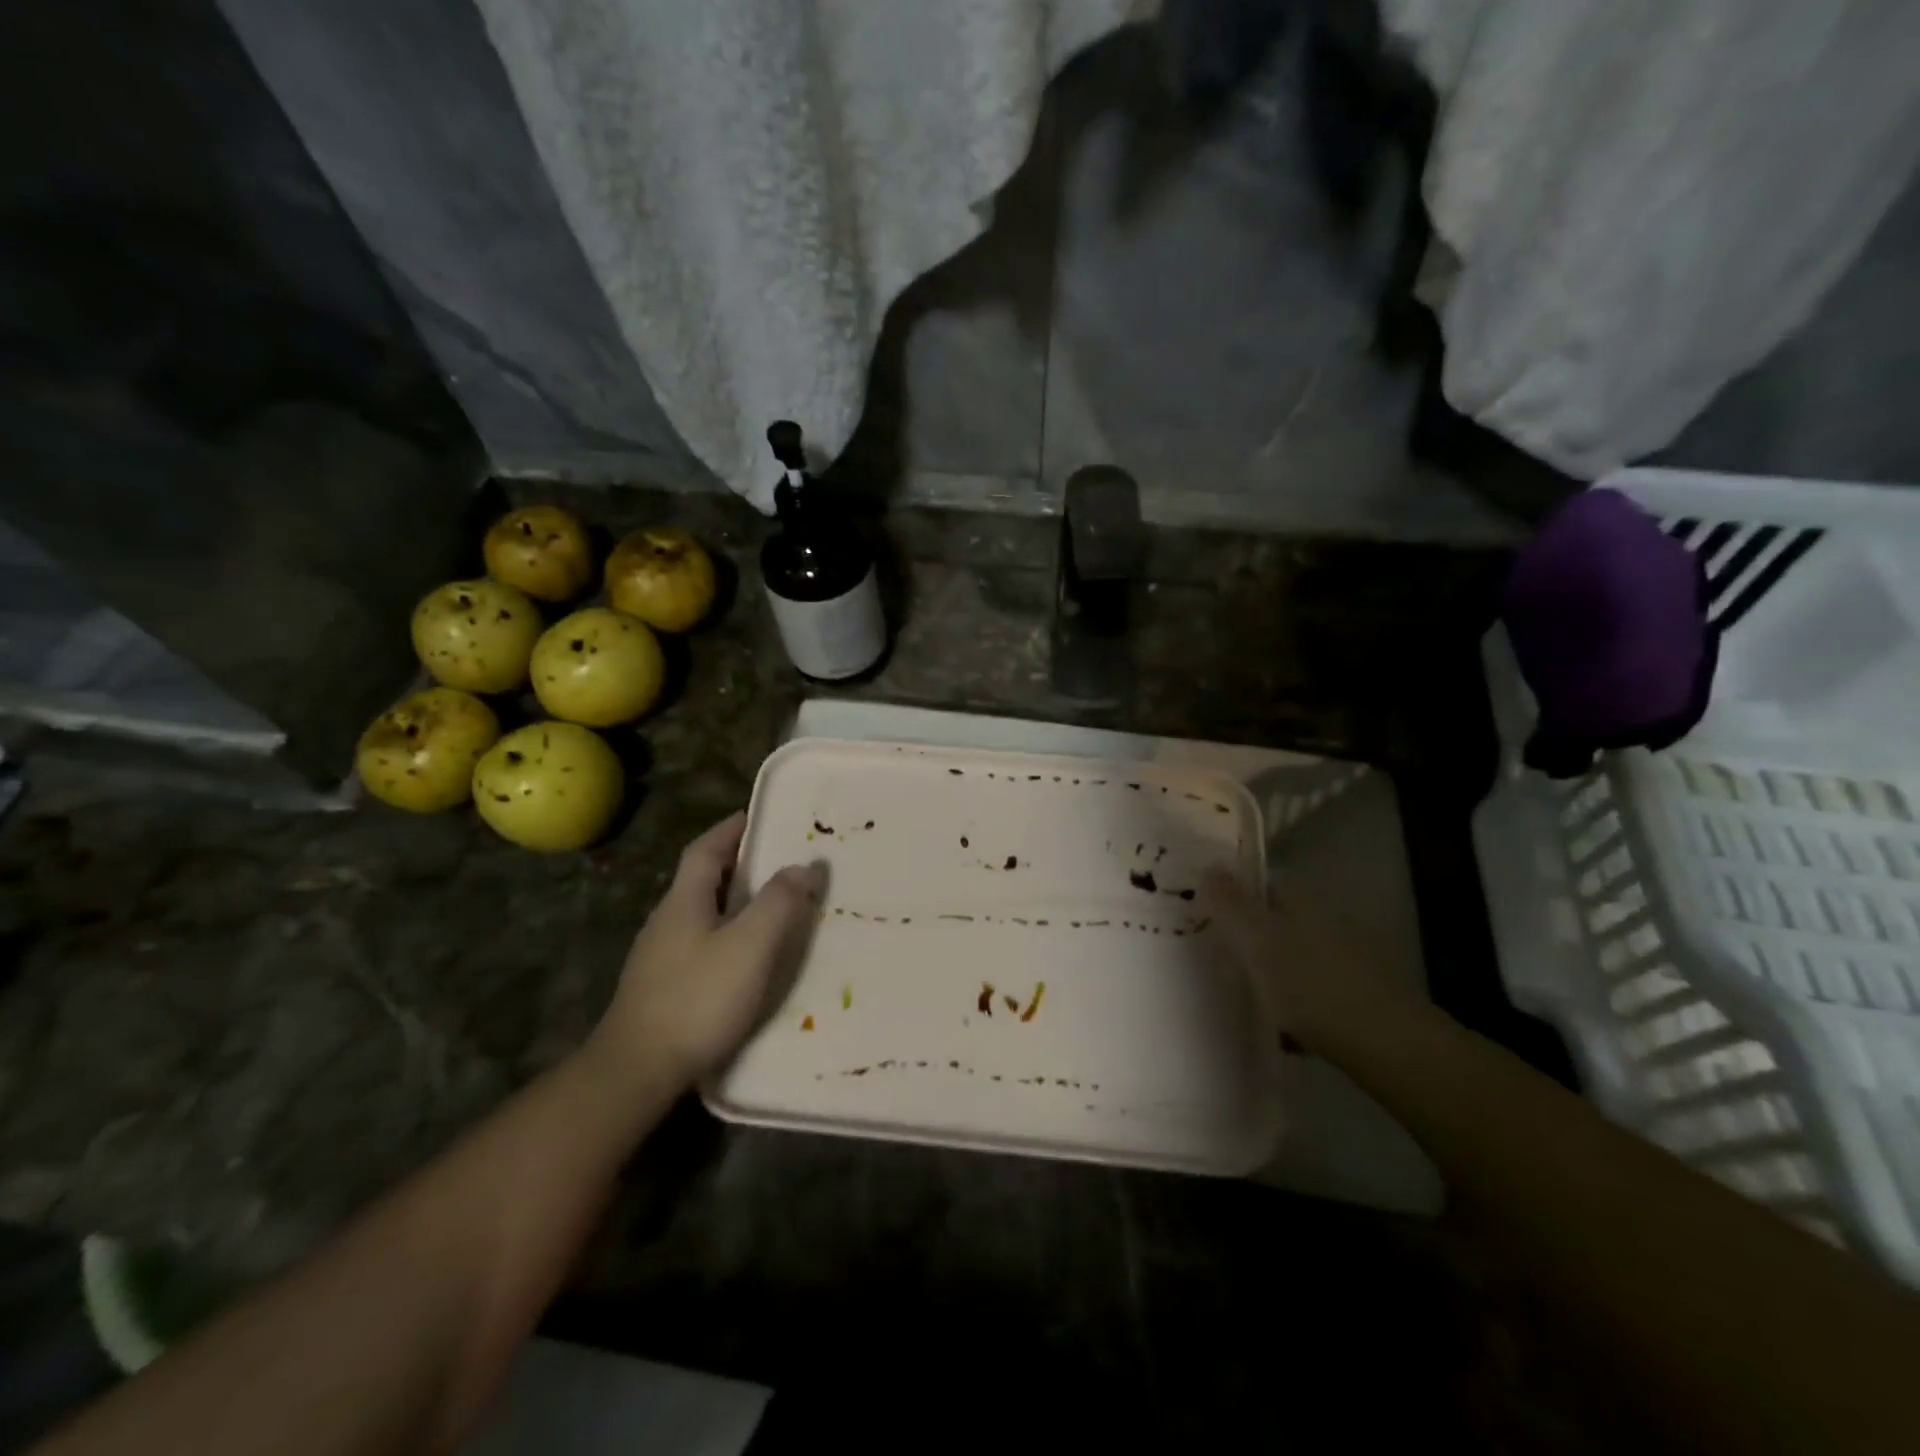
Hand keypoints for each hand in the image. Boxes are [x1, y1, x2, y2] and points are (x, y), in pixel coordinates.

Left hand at [590, 813, 823, 1088]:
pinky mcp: (661, 987)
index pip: (706, 850)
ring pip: (700, 912)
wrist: (636, 1071)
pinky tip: (744, 956)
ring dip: (732, 900)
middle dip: (737, 863)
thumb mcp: (750, 946)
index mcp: (684, 901)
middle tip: (778, 861)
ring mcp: (659, 956)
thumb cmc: (698, 1000)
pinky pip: (699, 942)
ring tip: (770, 906)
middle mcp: (666, 920)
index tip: (760, 817)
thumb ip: (779, 902)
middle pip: (701, 878)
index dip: (731, 829)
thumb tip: (804, 865)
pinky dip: (726, 932)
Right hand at [1203, 870, 1422, 1054]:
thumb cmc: (1311, 986)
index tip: (1205, 920)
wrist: (1389, 1045)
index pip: (1260, 886)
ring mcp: (1346, 959)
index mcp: (1301, 903)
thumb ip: (1229, 906)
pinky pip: (1313, 993)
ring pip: (1294, 958)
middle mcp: (1325, 922)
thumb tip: (1208, 866)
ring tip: (1249, 1002)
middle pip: (1276, 923)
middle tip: (1220, 964)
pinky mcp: (1358, 996)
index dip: (1232, 899)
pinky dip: (1296, 1006)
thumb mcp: (1257, 943)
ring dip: (1272, 975)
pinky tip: (1286, 1034)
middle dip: (1250, 941)